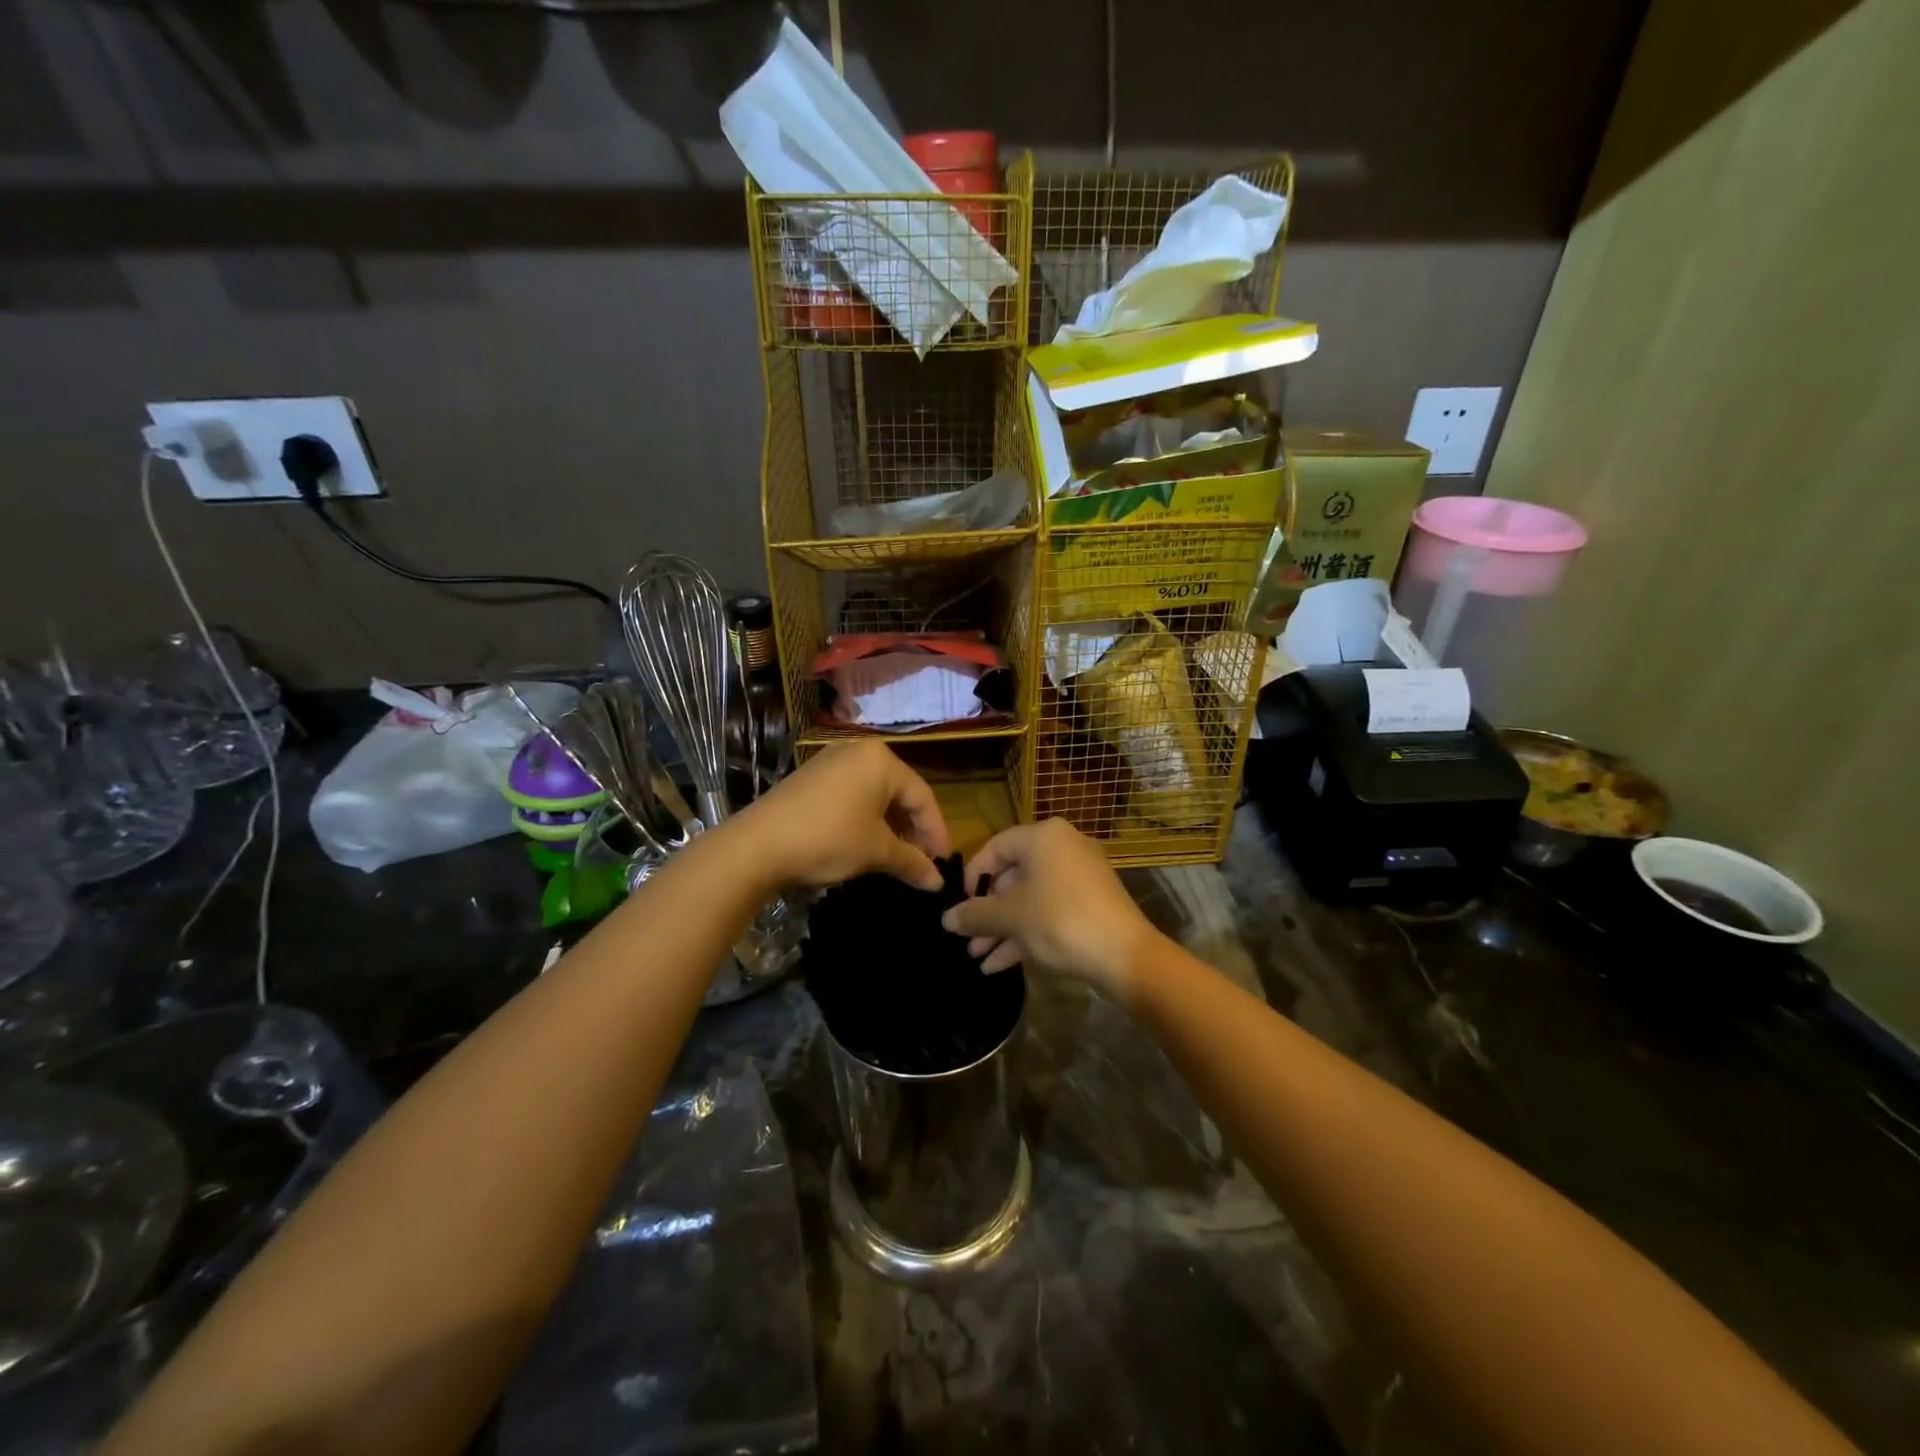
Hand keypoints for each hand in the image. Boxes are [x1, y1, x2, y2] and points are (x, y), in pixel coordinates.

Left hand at [732, 739, 948, 891]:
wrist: (757, 845)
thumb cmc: (829, 839)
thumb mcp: (876, 851)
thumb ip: (912, 862)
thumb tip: (937, 883)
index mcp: (881, 760)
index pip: (922, 797)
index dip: (936, 833)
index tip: (943, 863)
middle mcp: (858, 752)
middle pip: (899, 793)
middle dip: (912, 830)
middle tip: (922, 862)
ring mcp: (831, 762)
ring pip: (875, 795)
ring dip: (890, 827)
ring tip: (897, 858)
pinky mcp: (811, 778)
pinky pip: (852, 796)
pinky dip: (865, 820)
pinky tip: (867, 844)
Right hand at [940, 818, 1157, 998]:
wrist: (1125, 956)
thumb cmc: (1060, 921)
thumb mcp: (1011, 917)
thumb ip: (975, 914)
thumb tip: (946, 918)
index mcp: (1044, 837)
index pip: (995, 847)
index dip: (973, 876)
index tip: (959, 905)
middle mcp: (1063, 848)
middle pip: (1013, 876)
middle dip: (987, 912)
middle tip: (966, 938)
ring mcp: (1080, 877)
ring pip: (1030, 898)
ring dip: (1002, 928)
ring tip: (977, 957)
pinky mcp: (1090, 904)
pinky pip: (1049, 911)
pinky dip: (1026, 933)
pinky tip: (999, 966)